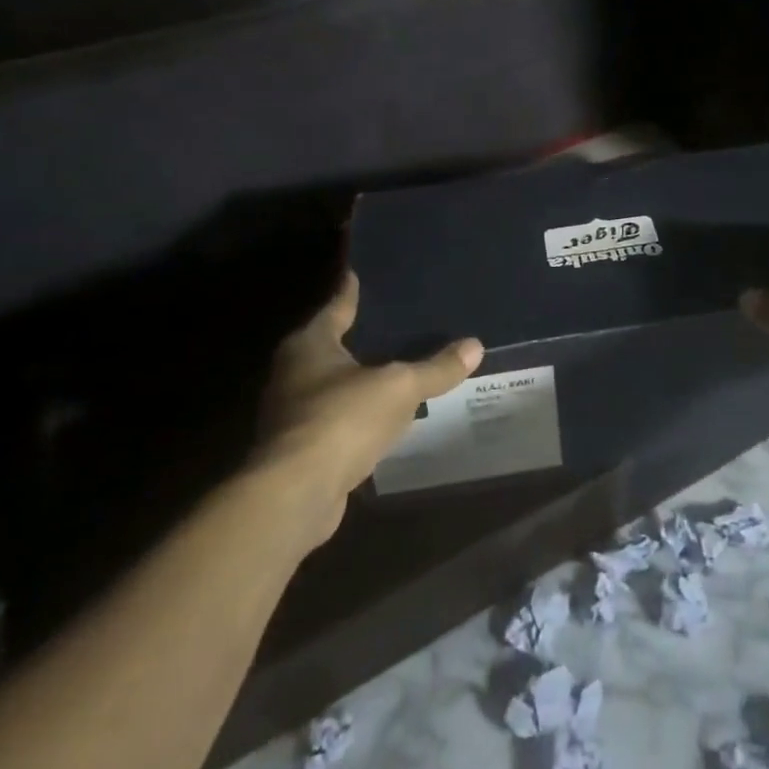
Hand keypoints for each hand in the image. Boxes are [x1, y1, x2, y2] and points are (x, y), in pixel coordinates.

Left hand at [252, 271, 482, 521]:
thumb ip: (436, 368)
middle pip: (332, 346)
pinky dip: (359, 415)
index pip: (336, 306)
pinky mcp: (301, 450)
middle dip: (360, 337)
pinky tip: (385, 415)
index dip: (352, 291)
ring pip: (334, 385)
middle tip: (396, 322)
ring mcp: (293, 414)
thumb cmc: (343, 419)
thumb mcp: (400, 387)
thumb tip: (475, 346)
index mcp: (310, 345)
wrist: (296, 495)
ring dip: (360, 380)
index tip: (360, 273)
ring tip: (397, 367)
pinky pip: (338, 420)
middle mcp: (294, 374)